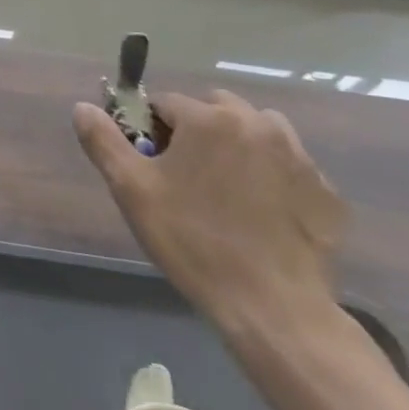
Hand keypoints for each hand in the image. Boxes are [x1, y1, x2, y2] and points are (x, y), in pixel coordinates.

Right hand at [73, 90, 347, 333]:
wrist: (272, 306)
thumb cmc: (192, 240)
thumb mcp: (131, 189)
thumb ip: (103, 140)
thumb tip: (83, 106)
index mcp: (210, 119)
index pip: (166, 103)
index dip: (150, 129)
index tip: (149, 163)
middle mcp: (258, 125)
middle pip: (215, 108)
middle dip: (196, 130)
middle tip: (184, 175)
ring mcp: (299, 157)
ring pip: (257, 130)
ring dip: (237, 144)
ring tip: (224, 189)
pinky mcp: (325, 191)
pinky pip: (288, 166)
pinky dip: (271, 176)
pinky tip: (260, 213)